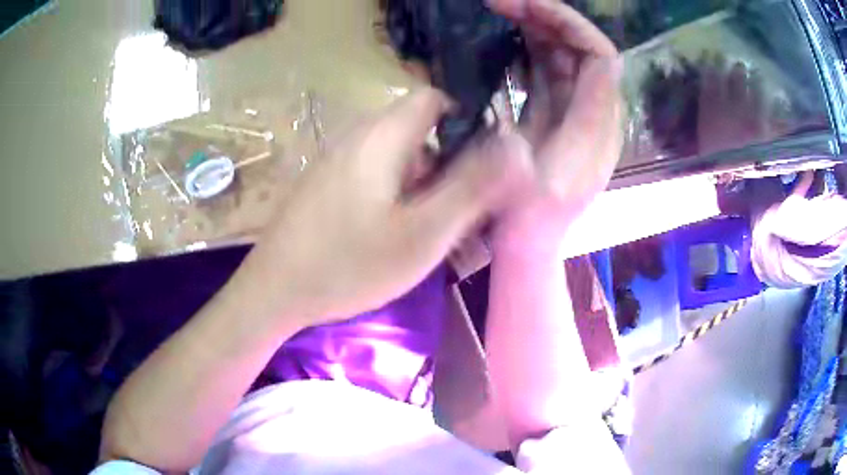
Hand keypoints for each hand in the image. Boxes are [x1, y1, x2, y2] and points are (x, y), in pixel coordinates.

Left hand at [235, 88, 528, 326]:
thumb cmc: (348, 264)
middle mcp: (358, 137)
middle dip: (452, 163)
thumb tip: (517, 147)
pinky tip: (401, 234)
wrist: (274, 292)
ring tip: (438, 230)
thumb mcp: (422, 233)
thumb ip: (472, 188)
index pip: (434, 99)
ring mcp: (339, 161)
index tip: (486, 163)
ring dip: (427, 185)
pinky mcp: (329, 184)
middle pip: (420, 130)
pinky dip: (400, 196)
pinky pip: (377, 176)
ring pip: (400, 157)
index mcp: (382, 136)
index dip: (468, 121)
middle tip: (467, 209)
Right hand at [488, 0, 623, 253]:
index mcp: (598, 125)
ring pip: (566, 57)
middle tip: (500, 4)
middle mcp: (595, 112)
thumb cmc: (529, 220)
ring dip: (537, 29)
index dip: (569, 24)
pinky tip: (507, 37)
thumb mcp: (537, 177)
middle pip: (582, 50)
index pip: (600, 56)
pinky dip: (529, 49)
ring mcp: (576, 112)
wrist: (528, 244)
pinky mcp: (556, 115)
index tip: (526, 7)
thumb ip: (565, 120)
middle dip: (547, 19)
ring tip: (500, 11)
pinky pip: (549, 71)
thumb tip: (567, 69)